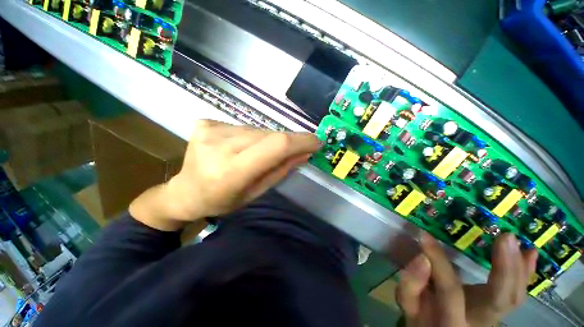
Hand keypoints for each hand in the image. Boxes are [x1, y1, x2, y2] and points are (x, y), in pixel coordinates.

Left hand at [130, 120, 320, 230]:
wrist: (186, 191)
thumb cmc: (223, 200)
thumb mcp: (256, 192)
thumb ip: (281, 170)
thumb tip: (304, 152)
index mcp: (231, 171)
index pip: (275, 146)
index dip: (300, 141)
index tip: (316, 141)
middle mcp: (219, 146)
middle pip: (269, 135)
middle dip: (288, 141)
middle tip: (296, 149)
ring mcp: (210, 130)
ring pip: (258, 130)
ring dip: (269, 140)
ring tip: (264, 153)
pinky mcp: (206, 123)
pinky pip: (244, 127)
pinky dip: (253, 137)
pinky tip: (245, 147)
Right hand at [397, 233, 537, 326]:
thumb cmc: (422, 317)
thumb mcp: (409, 305)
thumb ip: (411, 285)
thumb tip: (423, 258)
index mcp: (453, 321)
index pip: (450, 289)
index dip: (438, 261)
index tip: (425, 236)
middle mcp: (480, 322)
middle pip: (500, 299)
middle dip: (506, 268)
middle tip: (505, 237)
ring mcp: (494, 317)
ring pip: (515, 297)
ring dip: (519, 268)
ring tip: (516, 241)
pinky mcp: (500, 309)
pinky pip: (518, 294)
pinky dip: (526, 274)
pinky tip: (530, 254)